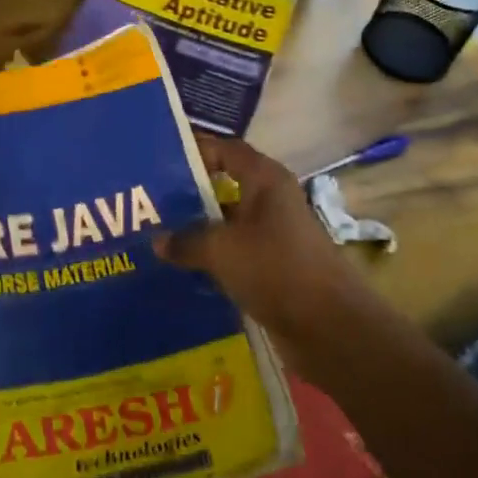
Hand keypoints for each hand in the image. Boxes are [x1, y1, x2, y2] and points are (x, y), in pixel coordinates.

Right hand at [154, 134, 367, 340]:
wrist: (330, 328)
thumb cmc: (276, 269)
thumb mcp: (222, 249)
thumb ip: (186, 240)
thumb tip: (159, 240)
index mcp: (265, 180)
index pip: (225, 150)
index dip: (193, 150)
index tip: (157, 158)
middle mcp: (271, 201)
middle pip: (223, 187)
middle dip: (187, 194)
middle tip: (146, 202)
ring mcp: (273, 236)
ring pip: (226, 224)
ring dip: (196, 231)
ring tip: (155, 236)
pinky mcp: (273, 268)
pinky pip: (234, 254)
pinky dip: (211, 259)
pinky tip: (180, 269)